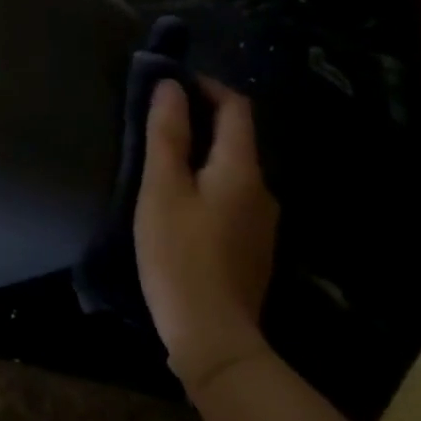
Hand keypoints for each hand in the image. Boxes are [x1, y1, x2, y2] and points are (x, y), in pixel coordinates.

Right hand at [135, 77, 277, 393]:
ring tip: (163, 159)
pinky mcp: (252, 248)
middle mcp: (262, 190)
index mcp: (242, 169)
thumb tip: (171, 86)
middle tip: (158, 118)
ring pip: (232, 170)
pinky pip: (231, 197)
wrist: (213, 338)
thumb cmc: (180, 254)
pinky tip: (180, 202)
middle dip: (200, 119)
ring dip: (202, 154)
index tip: (172, 82)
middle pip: (236, 138)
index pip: (236, 107)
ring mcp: (261, 223)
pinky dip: (208, 183)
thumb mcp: (162, 188)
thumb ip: (167, 133)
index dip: (206, 86)